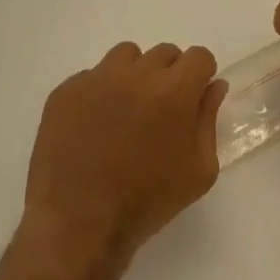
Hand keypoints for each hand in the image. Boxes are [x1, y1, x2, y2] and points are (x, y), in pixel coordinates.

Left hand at [23, 42, 227, 265]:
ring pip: (127, 56)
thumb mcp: (199, 170)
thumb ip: (209, 119)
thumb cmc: (147, 201)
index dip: (200, 76)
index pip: (199, 56)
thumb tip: (214, 85)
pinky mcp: (66, 91)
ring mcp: (97, 79)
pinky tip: (94, 125)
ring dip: (134, 75)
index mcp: (174, 90)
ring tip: (126, 111)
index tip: (193, 100)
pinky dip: (99, 92)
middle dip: (169, 75)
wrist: (78, 226)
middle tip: (159, 112)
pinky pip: (91, 76)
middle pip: (165, 53)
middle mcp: (137, 73)